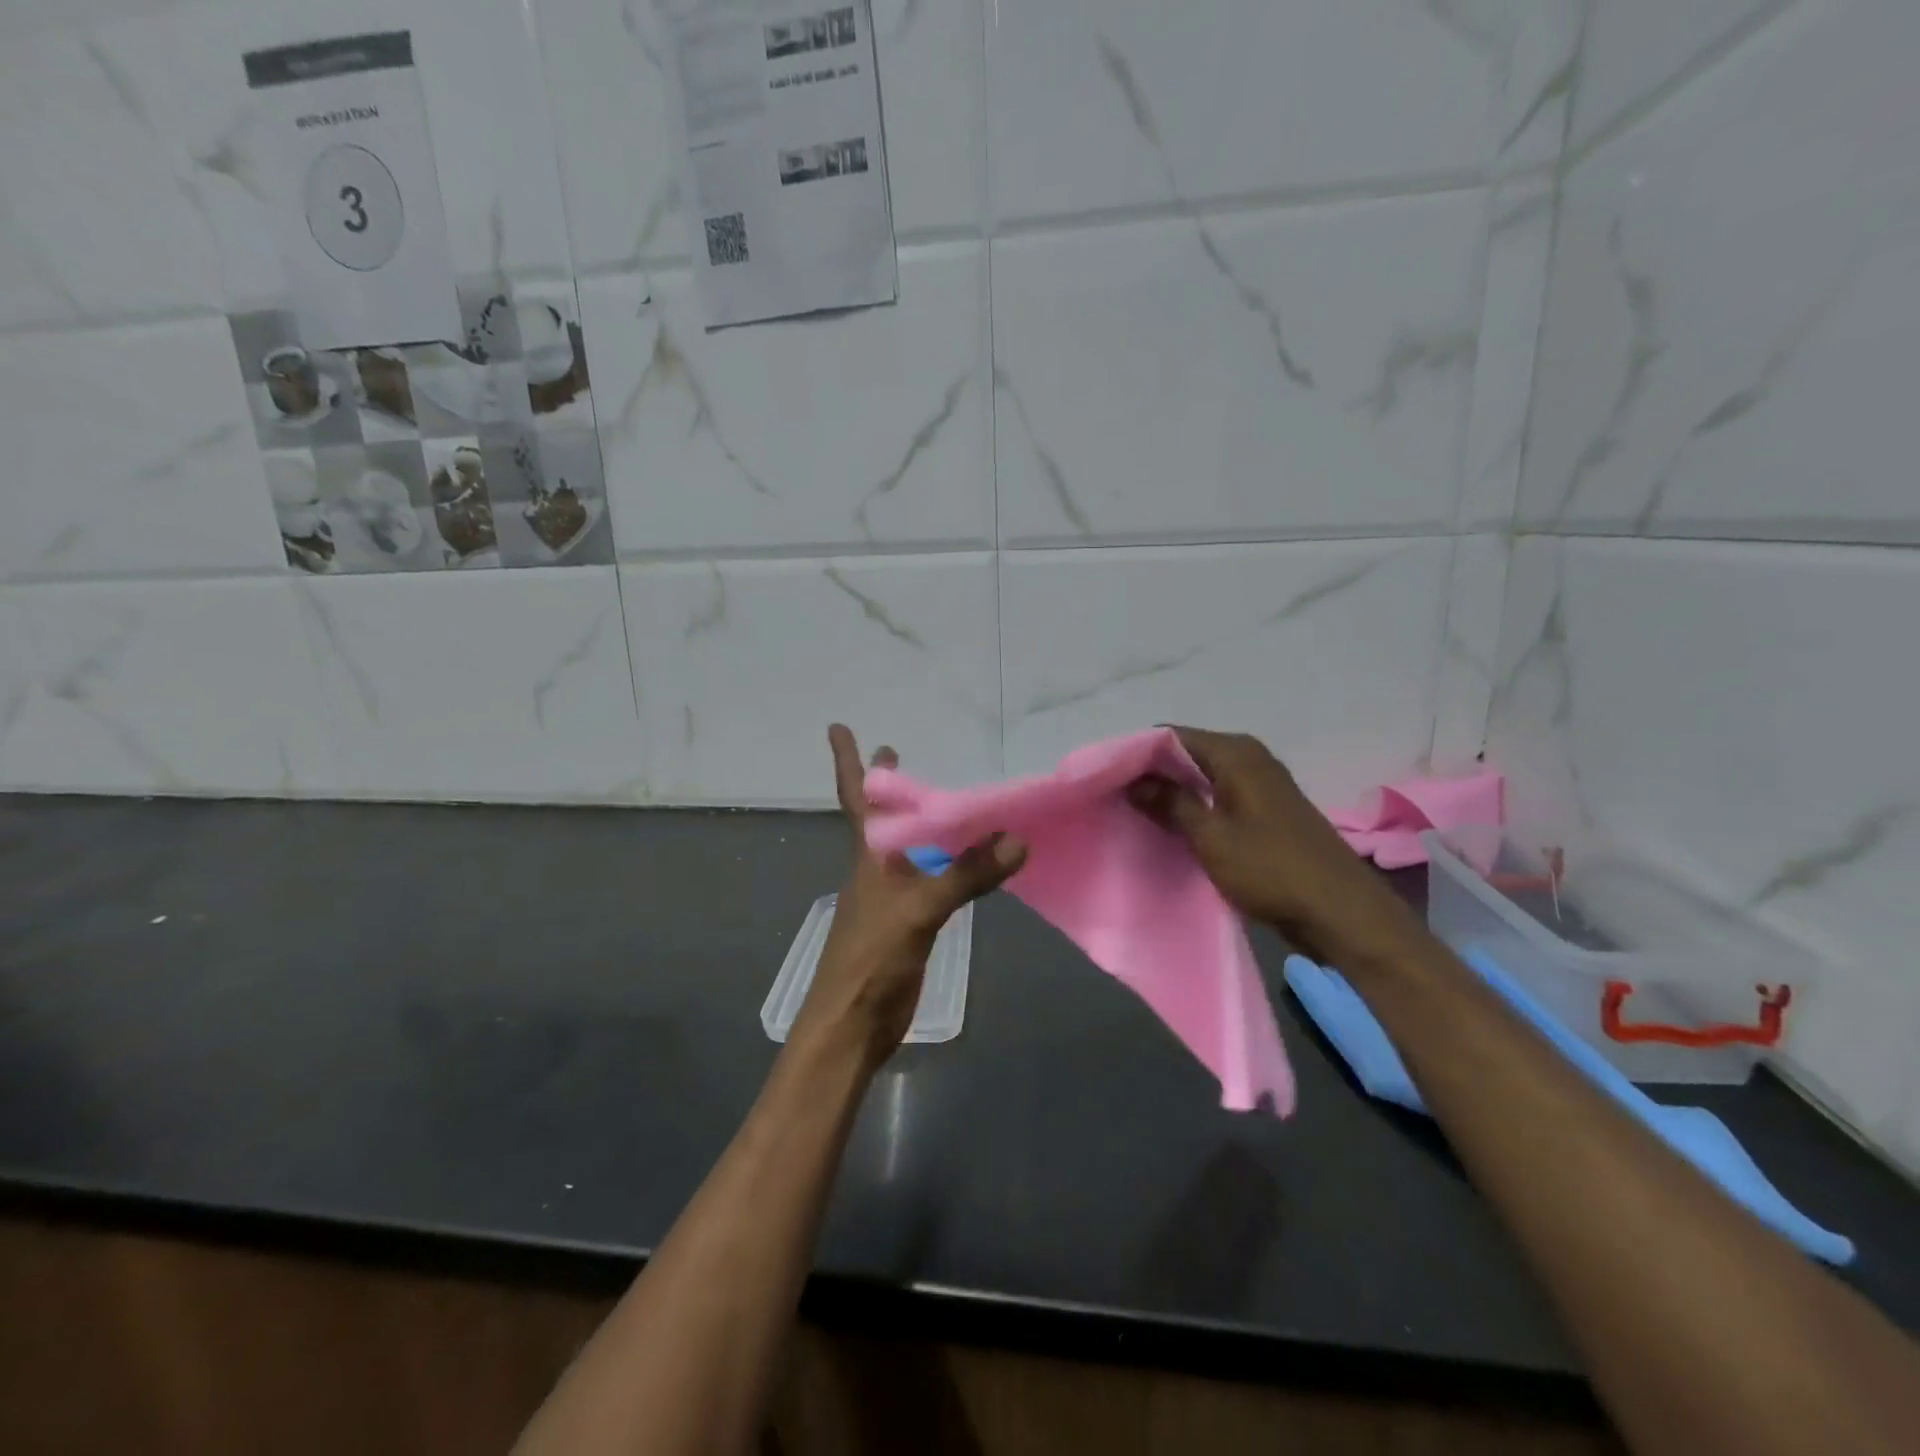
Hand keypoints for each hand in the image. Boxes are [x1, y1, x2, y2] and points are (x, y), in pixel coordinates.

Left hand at [788, 725, 1026, 1068]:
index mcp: (869, 856)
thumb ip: (965, 875)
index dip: (849, 762)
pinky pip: (931, 878)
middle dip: (888, 786)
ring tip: (942, 798)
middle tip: (898, 750)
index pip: (858, 797)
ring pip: (909, 847)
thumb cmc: (871, 959)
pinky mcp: (909, 922)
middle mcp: (877, 868)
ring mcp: (892, 897)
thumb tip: (1016, 839)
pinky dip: (945, 861)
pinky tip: (963, 859)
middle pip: (883, 817)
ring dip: (920, 821)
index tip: (838, 726)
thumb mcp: (918, 911)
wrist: (852, 1026)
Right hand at [1128, 727, 1424, 968]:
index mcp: (1236, 753)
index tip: (1105, 777)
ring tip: (1133, 815)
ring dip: (1171, 795)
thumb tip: (1133, 780)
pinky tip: (1170, 829)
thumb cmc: (1272, 869)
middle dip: (1151, 775)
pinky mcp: (1265, 812)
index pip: (1170, 736)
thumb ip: (1170, 803)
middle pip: (1186, 755)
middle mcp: (1249, 758)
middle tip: (1113, 798)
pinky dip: (1193, 809)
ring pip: (1201, 779)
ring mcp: (1260, 785)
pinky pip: (1217, 798)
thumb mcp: (1211, 837)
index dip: (1136, 754)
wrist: (1342, 913)